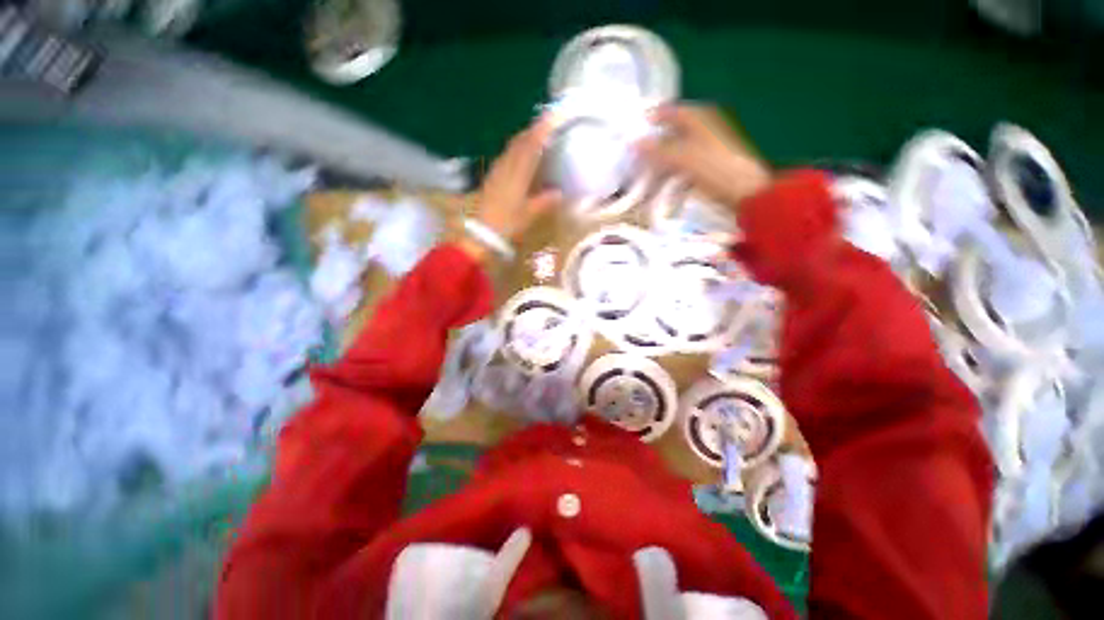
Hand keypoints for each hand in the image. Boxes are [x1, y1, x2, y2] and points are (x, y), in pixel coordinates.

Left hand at [473, 118, 561, 242]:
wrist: (480, 233)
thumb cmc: (506, 224)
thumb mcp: (528, 215)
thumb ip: (544, 202)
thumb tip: (559, 193)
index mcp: (517, 174)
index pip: (530, 146)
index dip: (541, 130)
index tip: (552, 117)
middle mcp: (505, 168)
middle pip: (518, 143)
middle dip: (532, 131)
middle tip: (545, 124)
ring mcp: (496, 172)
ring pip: (511, 149)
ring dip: (523, 140)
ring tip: (534, 137)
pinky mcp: (491, 179)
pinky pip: (505, 158)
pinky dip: (515, 152)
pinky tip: (518, 157)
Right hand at [637, 104, 771, 207]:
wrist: (745, 192)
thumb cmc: (714, 169)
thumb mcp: (682, 158)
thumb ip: (658, 150)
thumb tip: (633, 143)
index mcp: (700, 119)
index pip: (672, 111)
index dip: (654, 117)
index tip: (636, 128)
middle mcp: (704, 129)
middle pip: (674, 130)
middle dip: (655, 140)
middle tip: (637, 152)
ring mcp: (708, 148)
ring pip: (678, 148)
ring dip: (662, 158)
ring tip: (646, 169)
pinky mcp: (709, 166)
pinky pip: (684, 163)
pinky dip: (672, 169)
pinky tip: (663, 180)